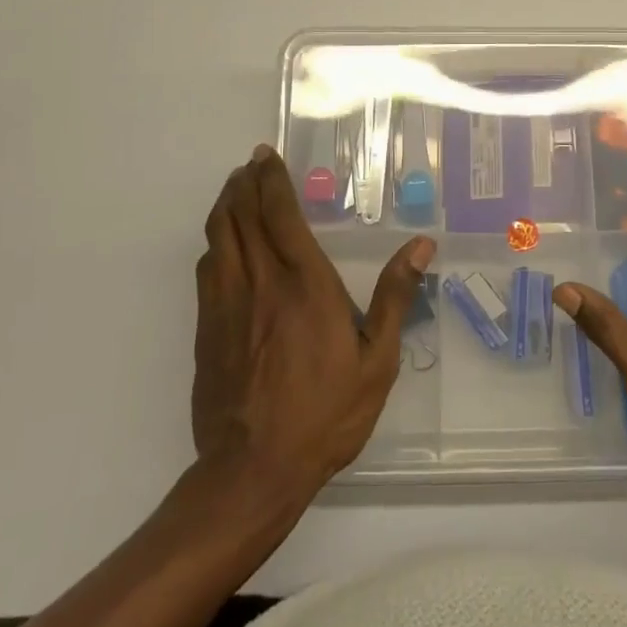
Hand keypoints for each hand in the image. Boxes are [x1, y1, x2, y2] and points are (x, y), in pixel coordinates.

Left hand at [193, 145, 433, 495]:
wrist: (253, 470)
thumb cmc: (325, 412)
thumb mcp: (376, 360)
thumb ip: (394, 297)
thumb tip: (421, 246)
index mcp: (303, 282)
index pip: (278, 213)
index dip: (270, 179)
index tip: (267, 156)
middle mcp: (259, 281)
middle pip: (240, 215)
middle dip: (244, 183)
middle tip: (251, 165)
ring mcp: (225, 304)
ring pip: (217, 237)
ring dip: (225, 206)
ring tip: (235, 191)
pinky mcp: (205, 329)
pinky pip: (206, 269)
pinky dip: (215, 243)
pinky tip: (223, 244)